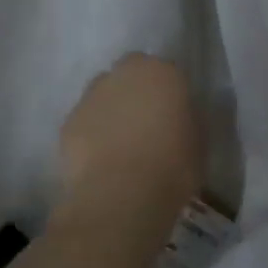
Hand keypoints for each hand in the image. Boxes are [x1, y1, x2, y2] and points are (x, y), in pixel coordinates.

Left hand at [57, 54, 202, 224]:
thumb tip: (176, 117)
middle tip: (146, 124)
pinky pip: (85, 121)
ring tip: (121, 144)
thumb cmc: (173, 165)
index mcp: (163, 73)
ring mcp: (91, 96)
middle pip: (130, 73)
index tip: (174, 115)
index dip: (170, 93)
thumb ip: (186, 118)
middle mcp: (124, 74)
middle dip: (137, 91)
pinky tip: (101, 159)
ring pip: (103, 95)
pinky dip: (92, 133)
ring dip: (112, 110)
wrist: (122, 194)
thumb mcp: (199, 139)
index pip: (168, 72)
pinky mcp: (68, 122)